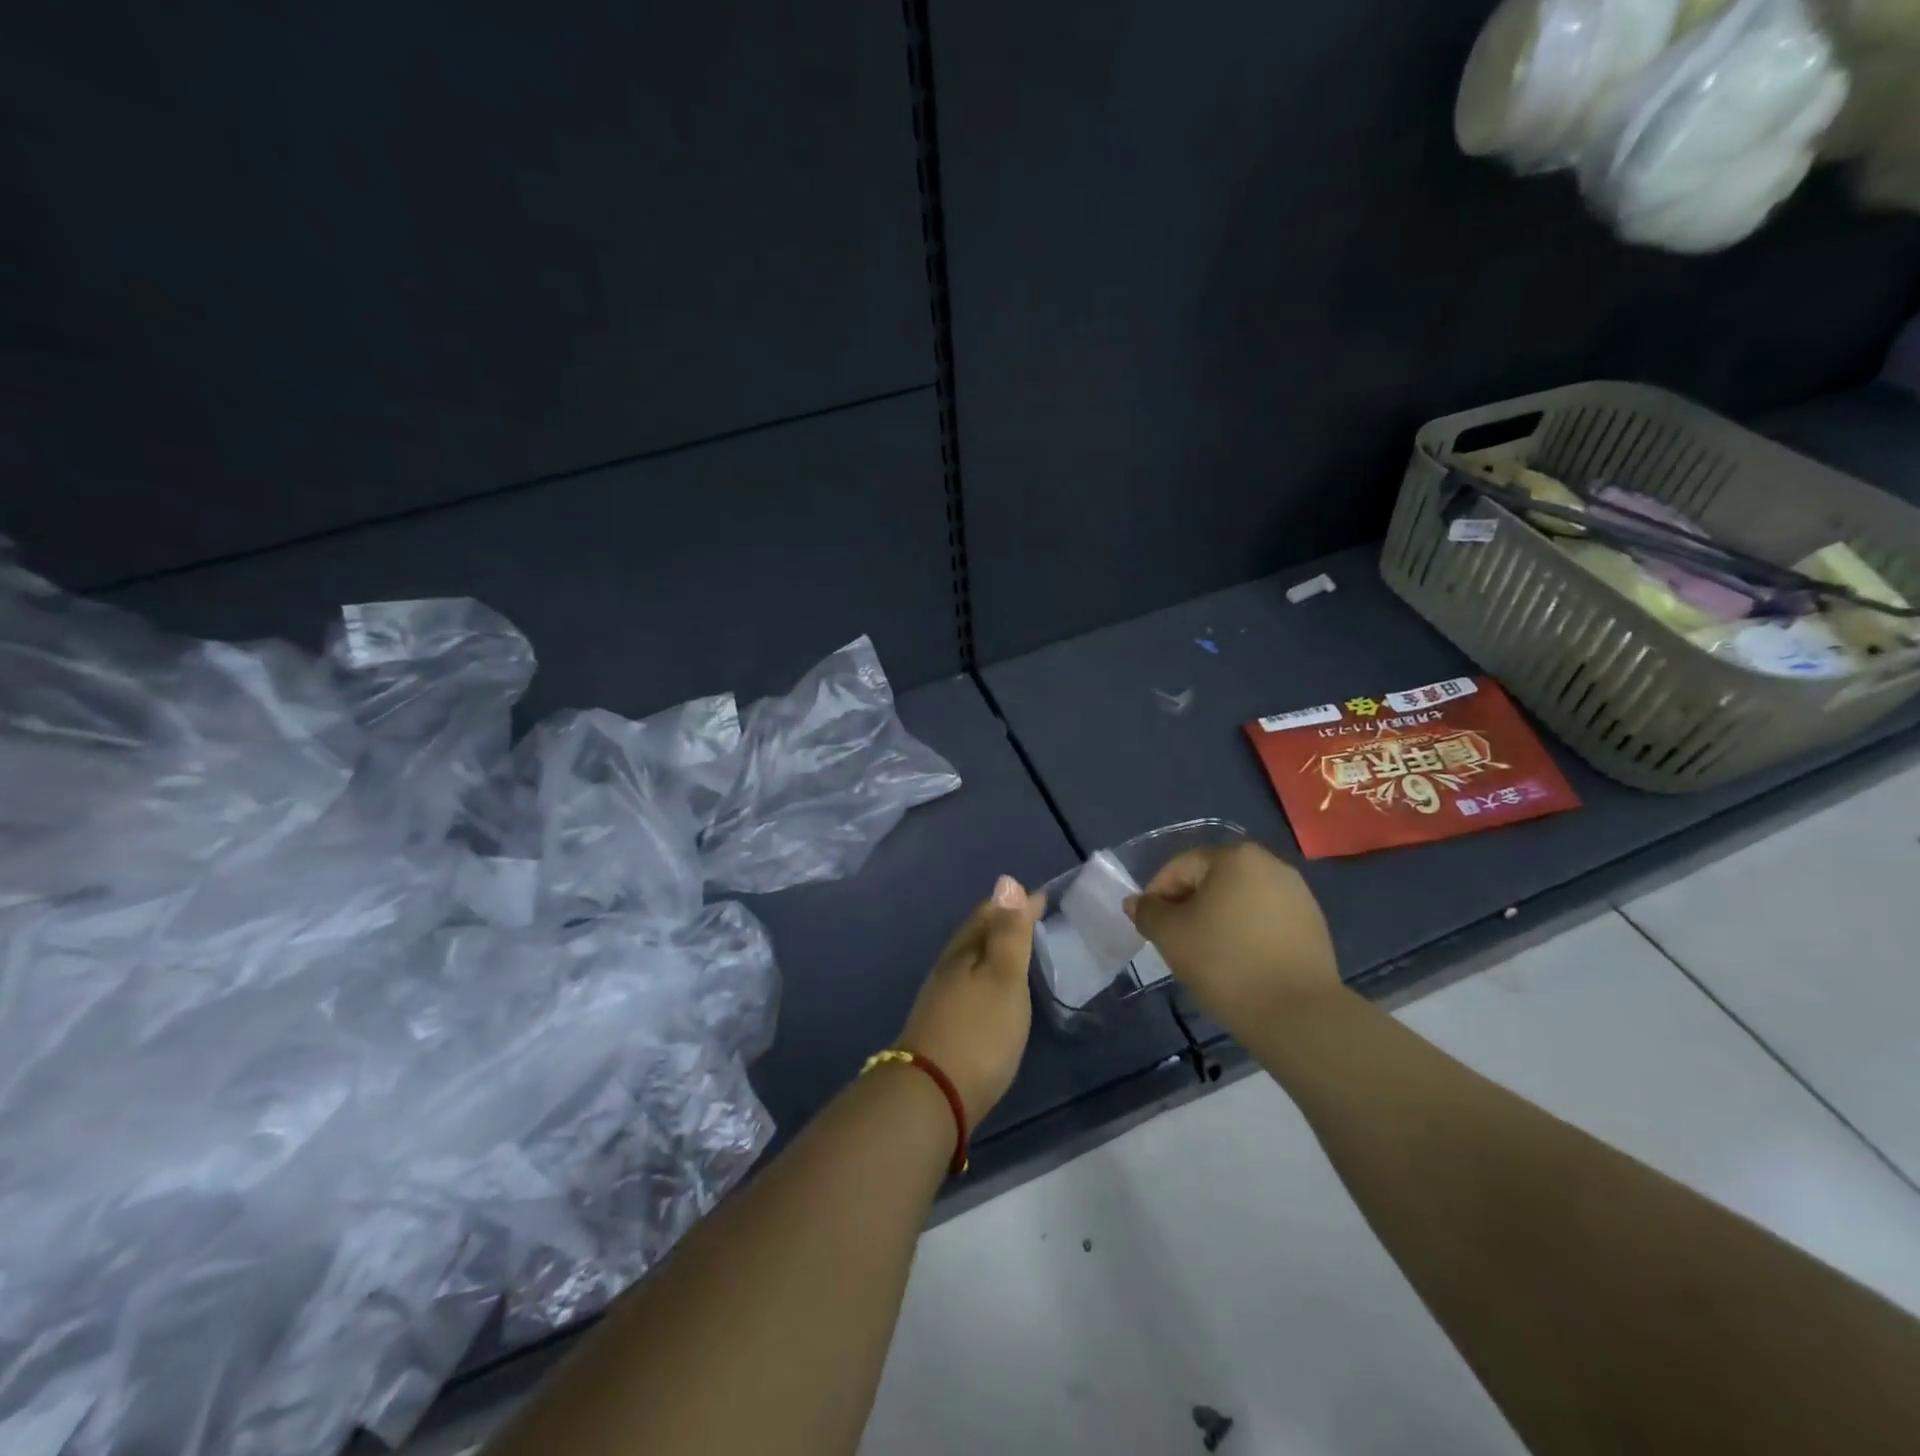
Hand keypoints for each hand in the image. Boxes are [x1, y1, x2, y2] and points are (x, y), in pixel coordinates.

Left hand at [899, 876, 1043, 1124]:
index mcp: (964, 951)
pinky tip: (992, 991)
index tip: (1041, 895)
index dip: (1016, 903)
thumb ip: (1009, 933)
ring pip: (969, 959)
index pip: (990, 913)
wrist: (932, 1096)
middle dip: (1001, 920)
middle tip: (1029, 915)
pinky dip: (985, 975)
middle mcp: (949, 967)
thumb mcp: (1003, 978)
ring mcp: (941, 997)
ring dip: (991, 947)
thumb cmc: (979, 1031)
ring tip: (1015, 948)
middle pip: (976, 933)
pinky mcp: (942, 1025)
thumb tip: (1006, 880)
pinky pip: (968, 983)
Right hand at [1124, 841, 1339, 1035]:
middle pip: (1211, 881)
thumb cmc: (1225, 963)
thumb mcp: (1171, 936)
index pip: (1180, 867)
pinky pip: (1265, 921)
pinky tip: (1239, 964)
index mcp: (1236, 857)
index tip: (1149, 928)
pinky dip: (1245, 935)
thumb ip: (1148, 912)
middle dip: (1188, 907)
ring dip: (1217, 921)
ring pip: (1239, 901)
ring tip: (1206, 956)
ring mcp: (1298, 894)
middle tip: (1174, 942)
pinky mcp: (1313, 925)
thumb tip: (1136, 903)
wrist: (1298, 1015)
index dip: (1157, 896)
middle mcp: (1271, 865)